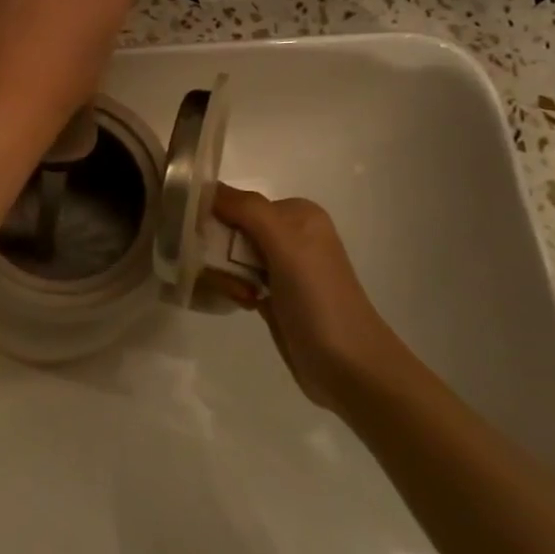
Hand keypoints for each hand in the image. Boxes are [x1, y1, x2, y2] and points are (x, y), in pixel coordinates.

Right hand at [212, 186, 415, 411]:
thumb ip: (247, 209)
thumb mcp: (286, 243)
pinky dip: (231, 288)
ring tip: (243, 296)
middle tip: (230, 277)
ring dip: (225, 274)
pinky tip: (245, 303)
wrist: (349, 367)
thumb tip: (206, 186)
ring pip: (228, 256)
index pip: (237, 201)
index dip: (215, 218)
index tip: (205, 243)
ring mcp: (281, 266)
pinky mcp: (273, 294)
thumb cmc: (319, 298)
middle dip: (219, 252)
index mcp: (296, 213)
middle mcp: (289, 234)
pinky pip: (235, 278)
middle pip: (229, 229)